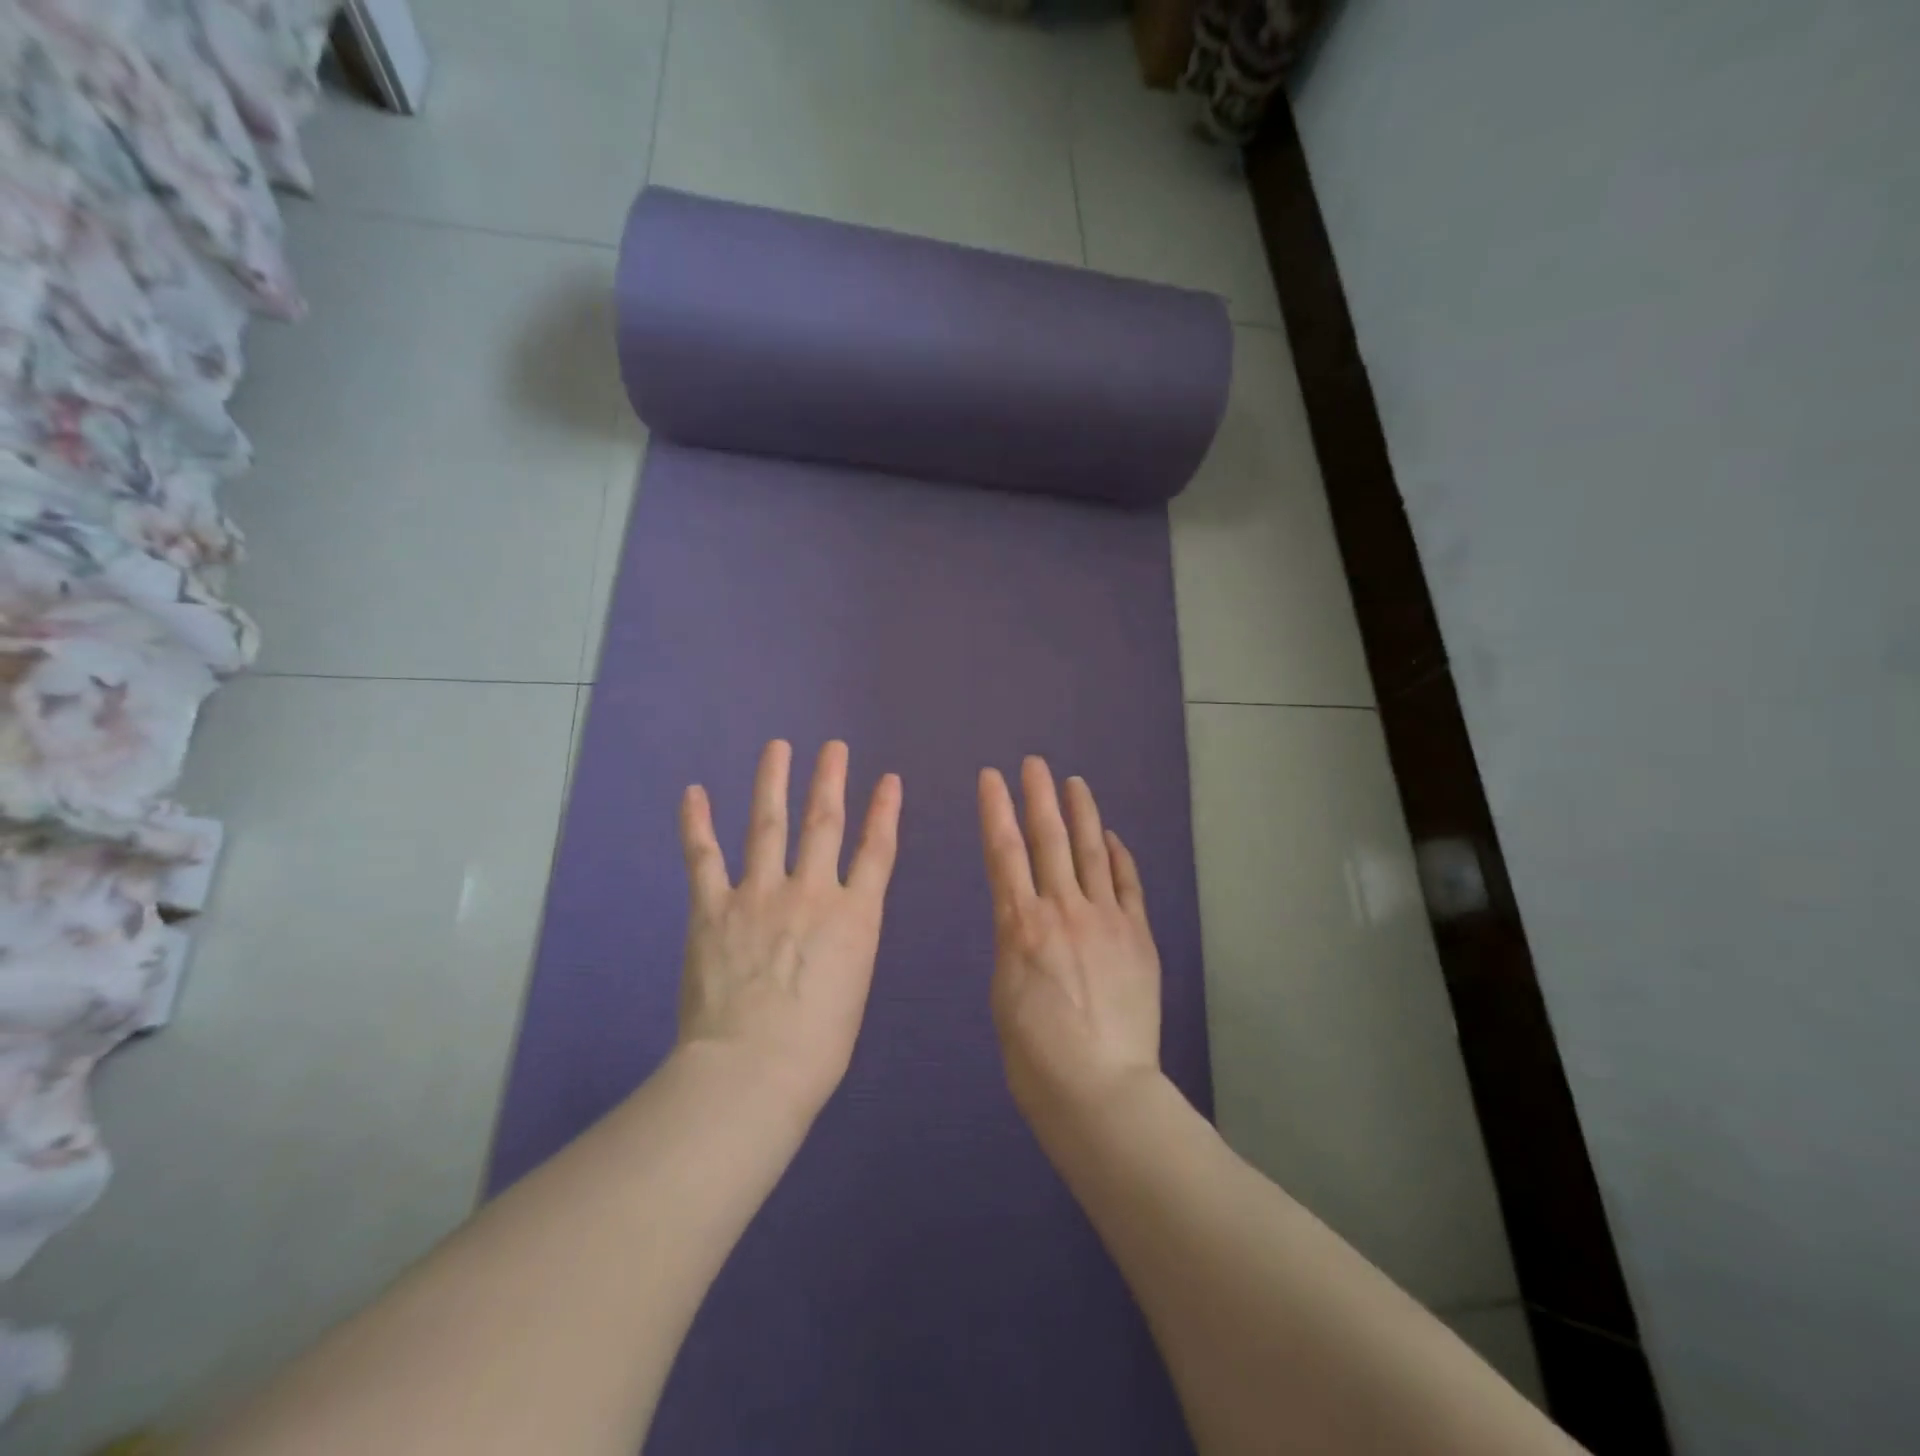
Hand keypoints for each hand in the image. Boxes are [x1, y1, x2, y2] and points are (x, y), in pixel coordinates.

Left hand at [676, 740, 901, 1110]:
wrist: (753, 1068)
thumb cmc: (817, 1046)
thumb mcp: (853, 988)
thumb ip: (845, 946)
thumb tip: (833, 929)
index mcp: (855, 916)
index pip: (877, 851)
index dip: (885, 811)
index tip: (888, 779)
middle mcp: (811, 892)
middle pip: (824, 823)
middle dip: (830, 781)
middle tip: (833, 747)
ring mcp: (759, 894)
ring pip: (769, 825)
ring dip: (774, 782)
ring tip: (778, 748)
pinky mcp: (713, 908)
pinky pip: (704, 857)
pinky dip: (697, 823)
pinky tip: (694, 793)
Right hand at [978, 757, 1162, 1123]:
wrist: (1100, 1088)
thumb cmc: (1034, 1054)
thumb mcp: (1004, 992)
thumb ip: (1015, 943)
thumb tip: (1025, 920)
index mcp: (1020, 924)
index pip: (1004, 851)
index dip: (996, 810)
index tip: (991, 778)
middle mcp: (1062, 909)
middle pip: (1048, 839)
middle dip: (1038, 797)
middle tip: (1034, 764)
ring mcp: (1106, 919)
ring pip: (1091, 852)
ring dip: (1081, 814)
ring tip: (1074, 783)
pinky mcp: (1138, 936)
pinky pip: (1127, 885)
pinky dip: (1119, 857)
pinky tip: (1112, 837)